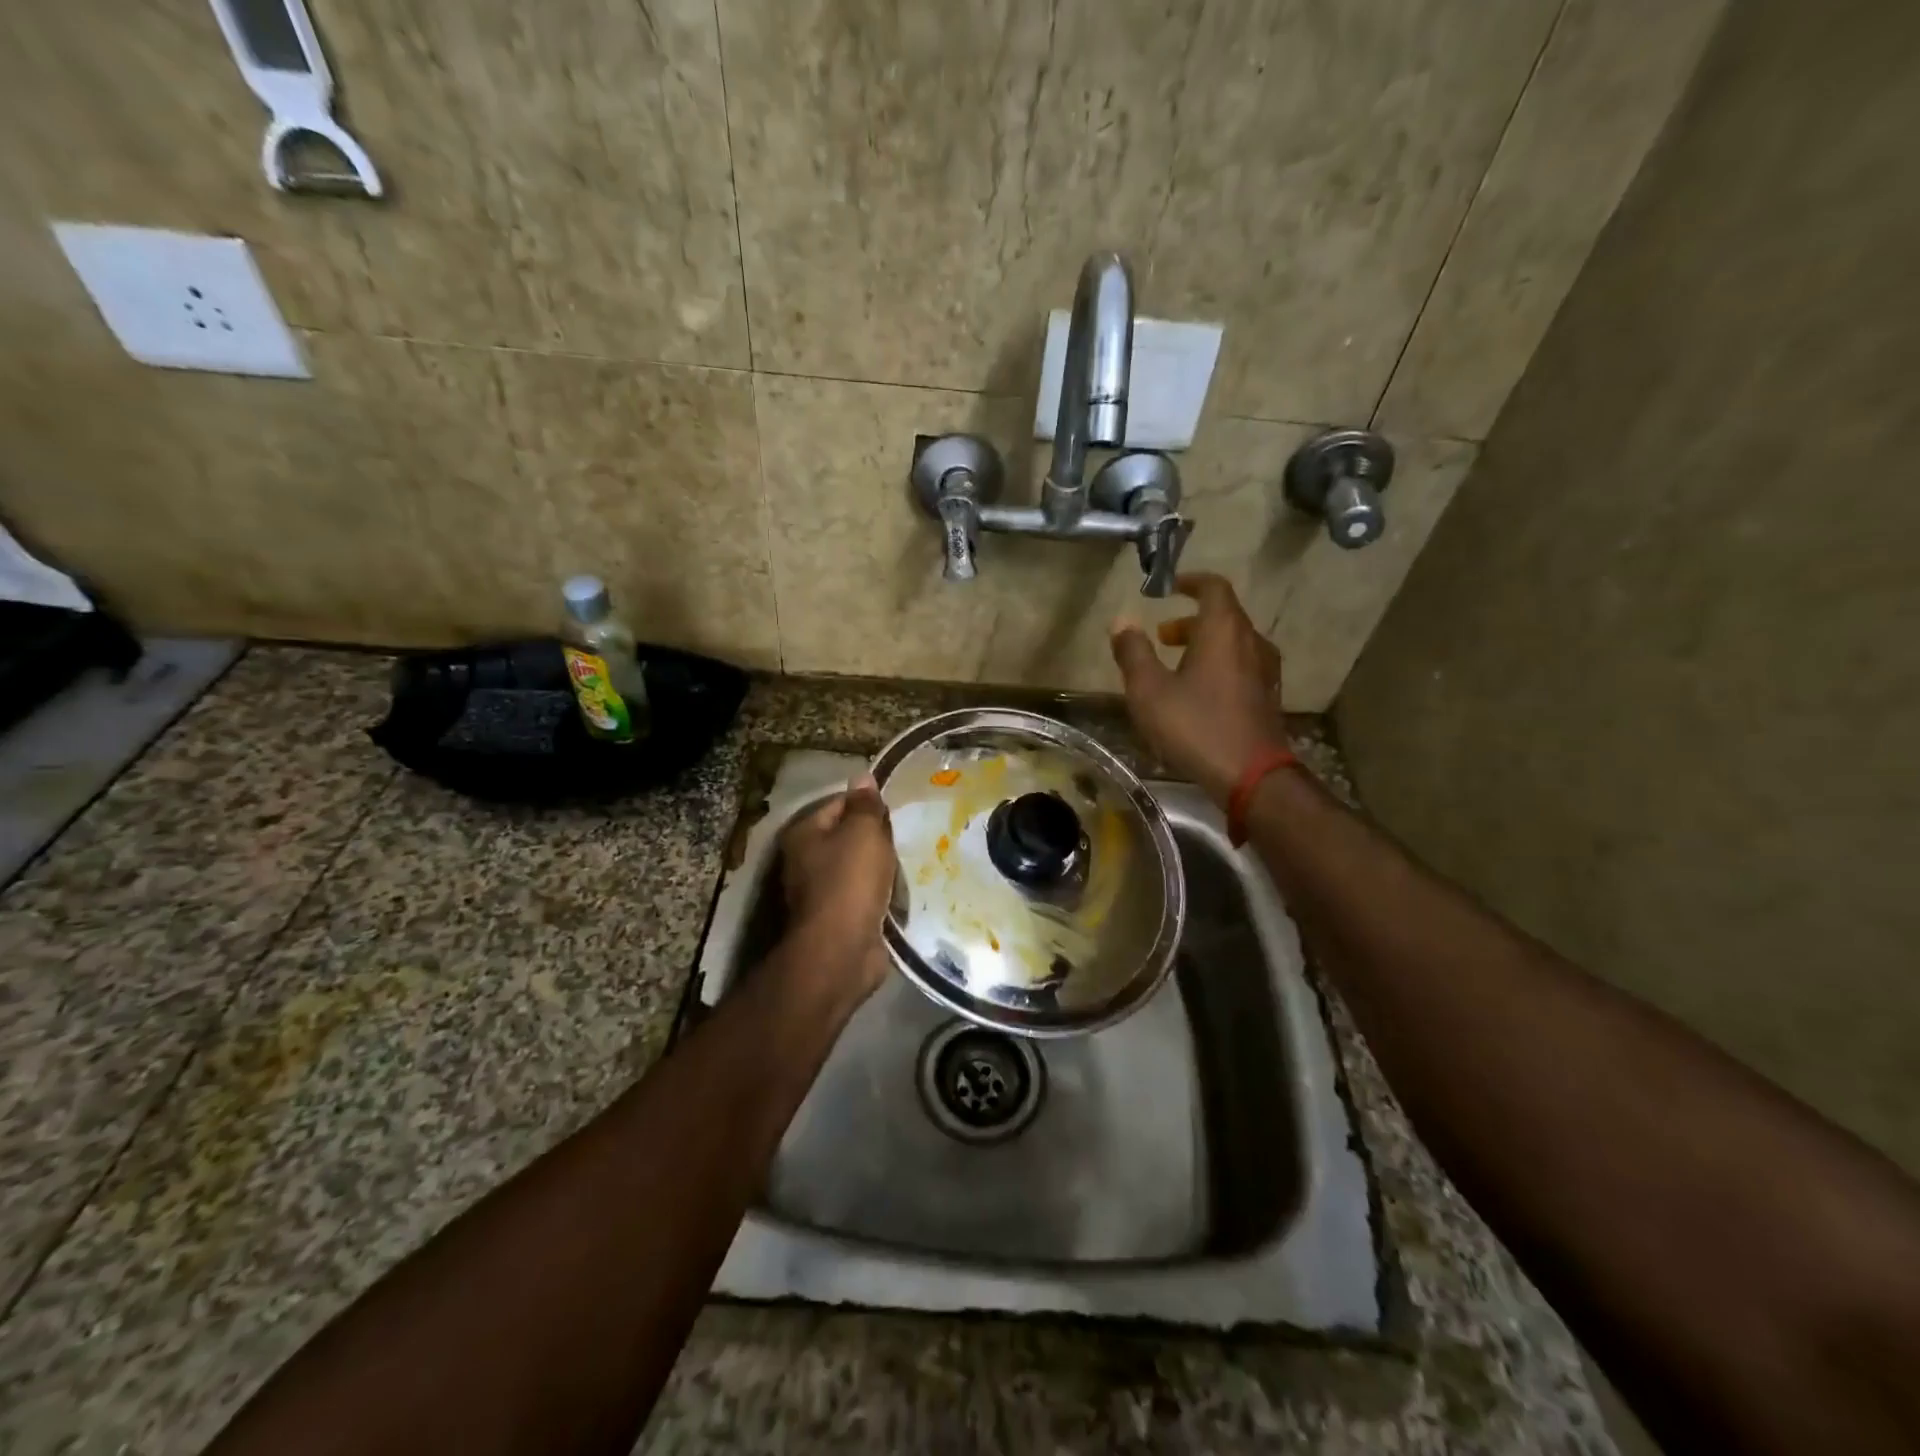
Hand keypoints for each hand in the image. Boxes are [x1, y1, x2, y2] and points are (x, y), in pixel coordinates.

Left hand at [779, 774, 897, 998]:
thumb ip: (865, 805)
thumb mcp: (863, 832)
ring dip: (881, 866)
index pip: (838, 803)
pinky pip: (865, 894)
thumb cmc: (850, 881)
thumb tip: (863, 777)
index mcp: (804, 834)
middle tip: (908, 833)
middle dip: (876, 836)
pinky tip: (902, 889)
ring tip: (911, 860)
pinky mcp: (840, 918)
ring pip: (858, 867)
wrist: (842, 950)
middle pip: (847, 836)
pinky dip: (882, 892)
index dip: (867, 803)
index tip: (896, 809)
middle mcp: (806, 860)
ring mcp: (821, 892)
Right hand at [1110, 573, 1289, 804]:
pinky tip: (1199, 693)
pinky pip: (1242, 666)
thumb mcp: (1149, 691)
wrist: (1251, 776)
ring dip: (1204, 644)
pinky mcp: (1268, 697)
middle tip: (1162, 636)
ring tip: (1176, 665)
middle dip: (1191, 620)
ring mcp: (1265, 671)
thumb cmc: (1196, 726)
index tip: (1169, 589)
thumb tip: (1122, 620)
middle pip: (1224, 616)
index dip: (1190, 582)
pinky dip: (1219, 665)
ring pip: (1234, 643)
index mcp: (1223, 631)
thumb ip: (1133, 653)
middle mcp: (1251, 642)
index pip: (1213, 588)